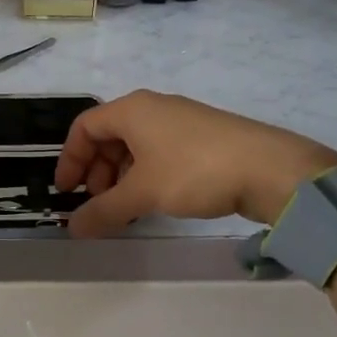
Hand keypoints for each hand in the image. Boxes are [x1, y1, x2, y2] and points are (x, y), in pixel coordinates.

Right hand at [54, 91, 336, 238]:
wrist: (270, 169)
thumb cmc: (194, 171)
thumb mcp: (142, 193)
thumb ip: (103, 210)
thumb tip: (72, 228)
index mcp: (132, 109)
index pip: (84, 127)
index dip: (70, 159)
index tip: (67, 192)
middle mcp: (153, 108)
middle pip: (109, 136)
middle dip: (96, 171)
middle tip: (98, 203)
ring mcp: (180, 121)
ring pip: (135, 146)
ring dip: (121, 177)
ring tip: (125, 208)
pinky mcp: (202, 138)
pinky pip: (160, 152)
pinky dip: (146, 175)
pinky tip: (155, 201)